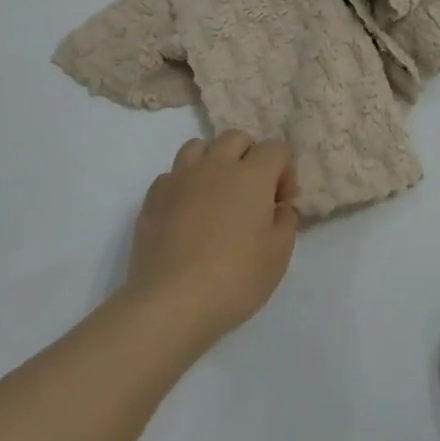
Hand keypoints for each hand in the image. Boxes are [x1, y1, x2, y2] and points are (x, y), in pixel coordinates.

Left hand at [125, 130, 299, 349]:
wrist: (171, 302)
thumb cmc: (235, 279)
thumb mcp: (278, 256)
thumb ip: (286, 221)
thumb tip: (279, 206)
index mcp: (252, 175)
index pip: (276, 148)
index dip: (285, 169)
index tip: (283, 201)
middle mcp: (216, 165)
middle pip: (236, 138)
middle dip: (249, 156)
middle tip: (252, 192)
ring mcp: (181, 178)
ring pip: (199, 146)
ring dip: (213, 160)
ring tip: (216, 192)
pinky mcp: (153, 196)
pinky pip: (172, 174)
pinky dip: (184, 183)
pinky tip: (187, 211)